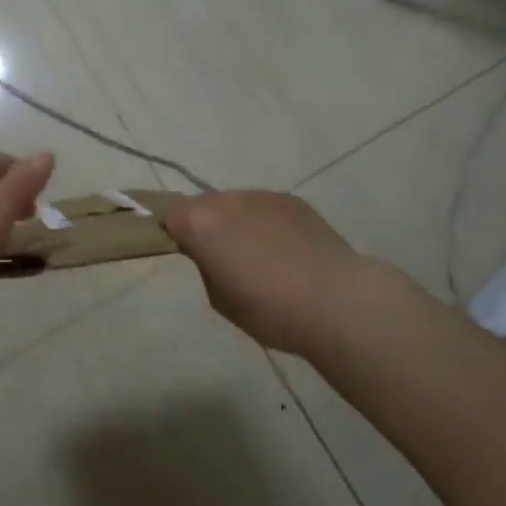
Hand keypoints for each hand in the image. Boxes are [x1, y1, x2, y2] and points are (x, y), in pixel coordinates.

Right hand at [164, 191, 378, 356]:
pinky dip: (265, 222)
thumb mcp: (219, 299)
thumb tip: (210, 253)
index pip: (170, 216)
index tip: (188, 255)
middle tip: (223, 257)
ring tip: (259, 254)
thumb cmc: (270, 310)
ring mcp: (261, 195)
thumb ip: (205, 266)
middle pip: (202, 205)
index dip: (175, 234)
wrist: (335, 300)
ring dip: (236, 222)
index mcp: (200, 224)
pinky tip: (285, 249)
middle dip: (206, 225)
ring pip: (235, 204)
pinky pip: (265, 207)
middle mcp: (227, 200)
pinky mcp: (291, 200)